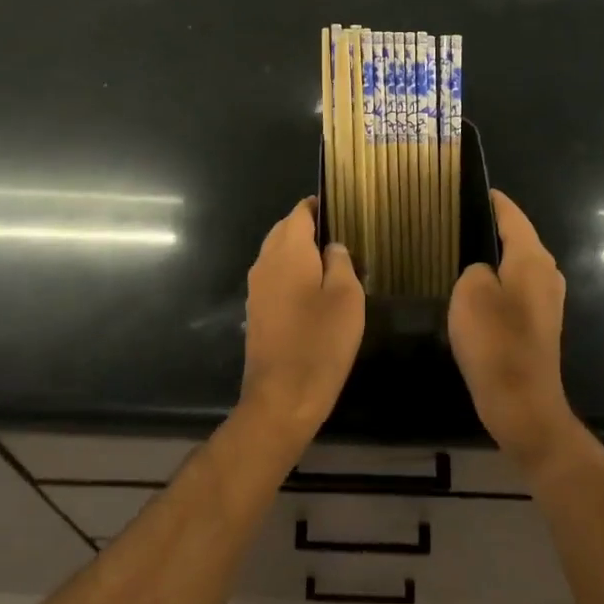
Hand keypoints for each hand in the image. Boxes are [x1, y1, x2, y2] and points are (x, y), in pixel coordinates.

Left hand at [241, 198, 365, 441]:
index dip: (320, 206)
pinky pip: (275, 278)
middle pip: (285, 231)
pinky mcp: (257, 311)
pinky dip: (293, 275)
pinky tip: (316, 292)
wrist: (282, 397)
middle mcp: (265, 263)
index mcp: (288, 251)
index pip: (299, 212)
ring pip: (278, 255)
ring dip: (301, 254)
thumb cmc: (321, 342)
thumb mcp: (347, 297)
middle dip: (310, 229)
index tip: (342, 209)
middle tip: (343, 238)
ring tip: (334, 265)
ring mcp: (257, 288)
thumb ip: (341, 262)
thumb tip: (333, 246)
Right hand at [448, 190, 574, 466]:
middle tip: (454, 222)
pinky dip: (498, 283)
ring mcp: (547, 300)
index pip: (511, 215)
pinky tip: (474, 292)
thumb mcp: (470, 293)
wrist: (522, 403)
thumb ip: (475, 268)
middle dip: (489, 227)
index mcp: (532, 258)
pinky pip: (516, 288)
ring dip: (493, 257)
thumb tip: (483, 271)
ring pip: (516, 264)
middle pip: (517, 238)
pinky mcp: (540, 323)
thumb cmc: (495, 343)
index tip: (469, 188)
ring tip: (458, 253)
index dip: (491, 200)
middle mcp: (547, 272)